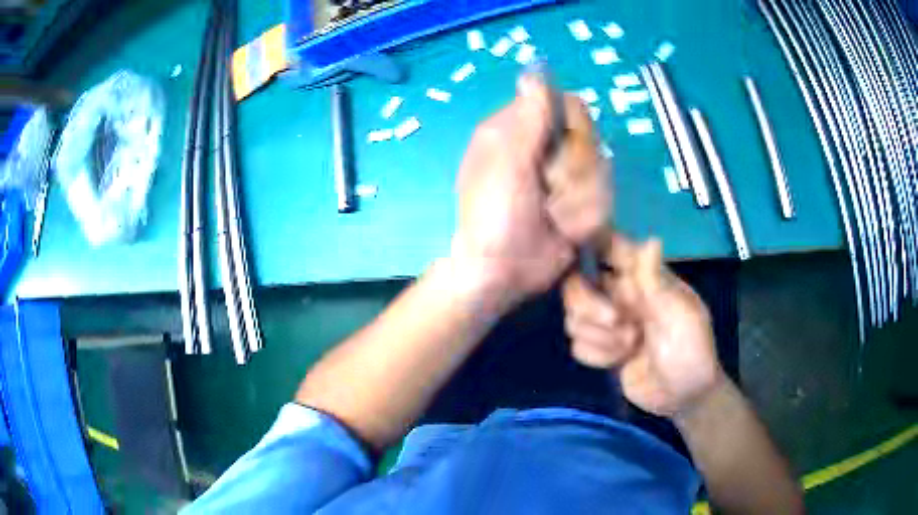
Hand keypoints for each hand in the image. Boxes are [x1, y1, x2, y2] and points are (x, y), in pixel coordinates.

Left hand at [451, 75, 609, 307]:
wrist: (502, 273)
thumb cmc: (494, 215)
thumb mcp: (507, 162)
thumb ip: (528, 118)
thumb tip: (534, 69)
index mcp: (518, 132)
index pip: (565, 105)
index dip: (572, 124)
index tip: (563, 145)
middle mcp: (545, 151)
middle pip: (588, 140)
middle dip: (575, 171)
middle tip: (548, 191)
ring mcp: (565, 182)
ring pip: (600, 175)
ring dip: (578, 202)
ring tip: (552, 219)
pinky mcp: (580, 209)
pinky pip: (602, 205)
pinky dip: (583, 222)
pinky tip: (564, 235)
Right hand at [562, 233, 725, 417]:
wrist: (683, 397)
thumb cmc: (691, 351)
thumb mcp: (681, 315)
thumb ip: (657, 282)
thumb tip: (651, 239)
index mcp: (643, 277)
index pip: (609, 246)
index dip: (589, 244)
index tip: (578, 260)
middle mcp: (620, 295)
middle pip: (576, 284)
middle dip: (590, 306)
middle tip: (618, 323)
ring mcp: (608, 324)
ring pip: (573, 317)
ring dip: (598, 337)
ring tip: (629, 346)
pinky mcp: (600, 349)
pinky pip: (577, 345)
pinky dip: (596, 356)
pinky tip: (619, 362)